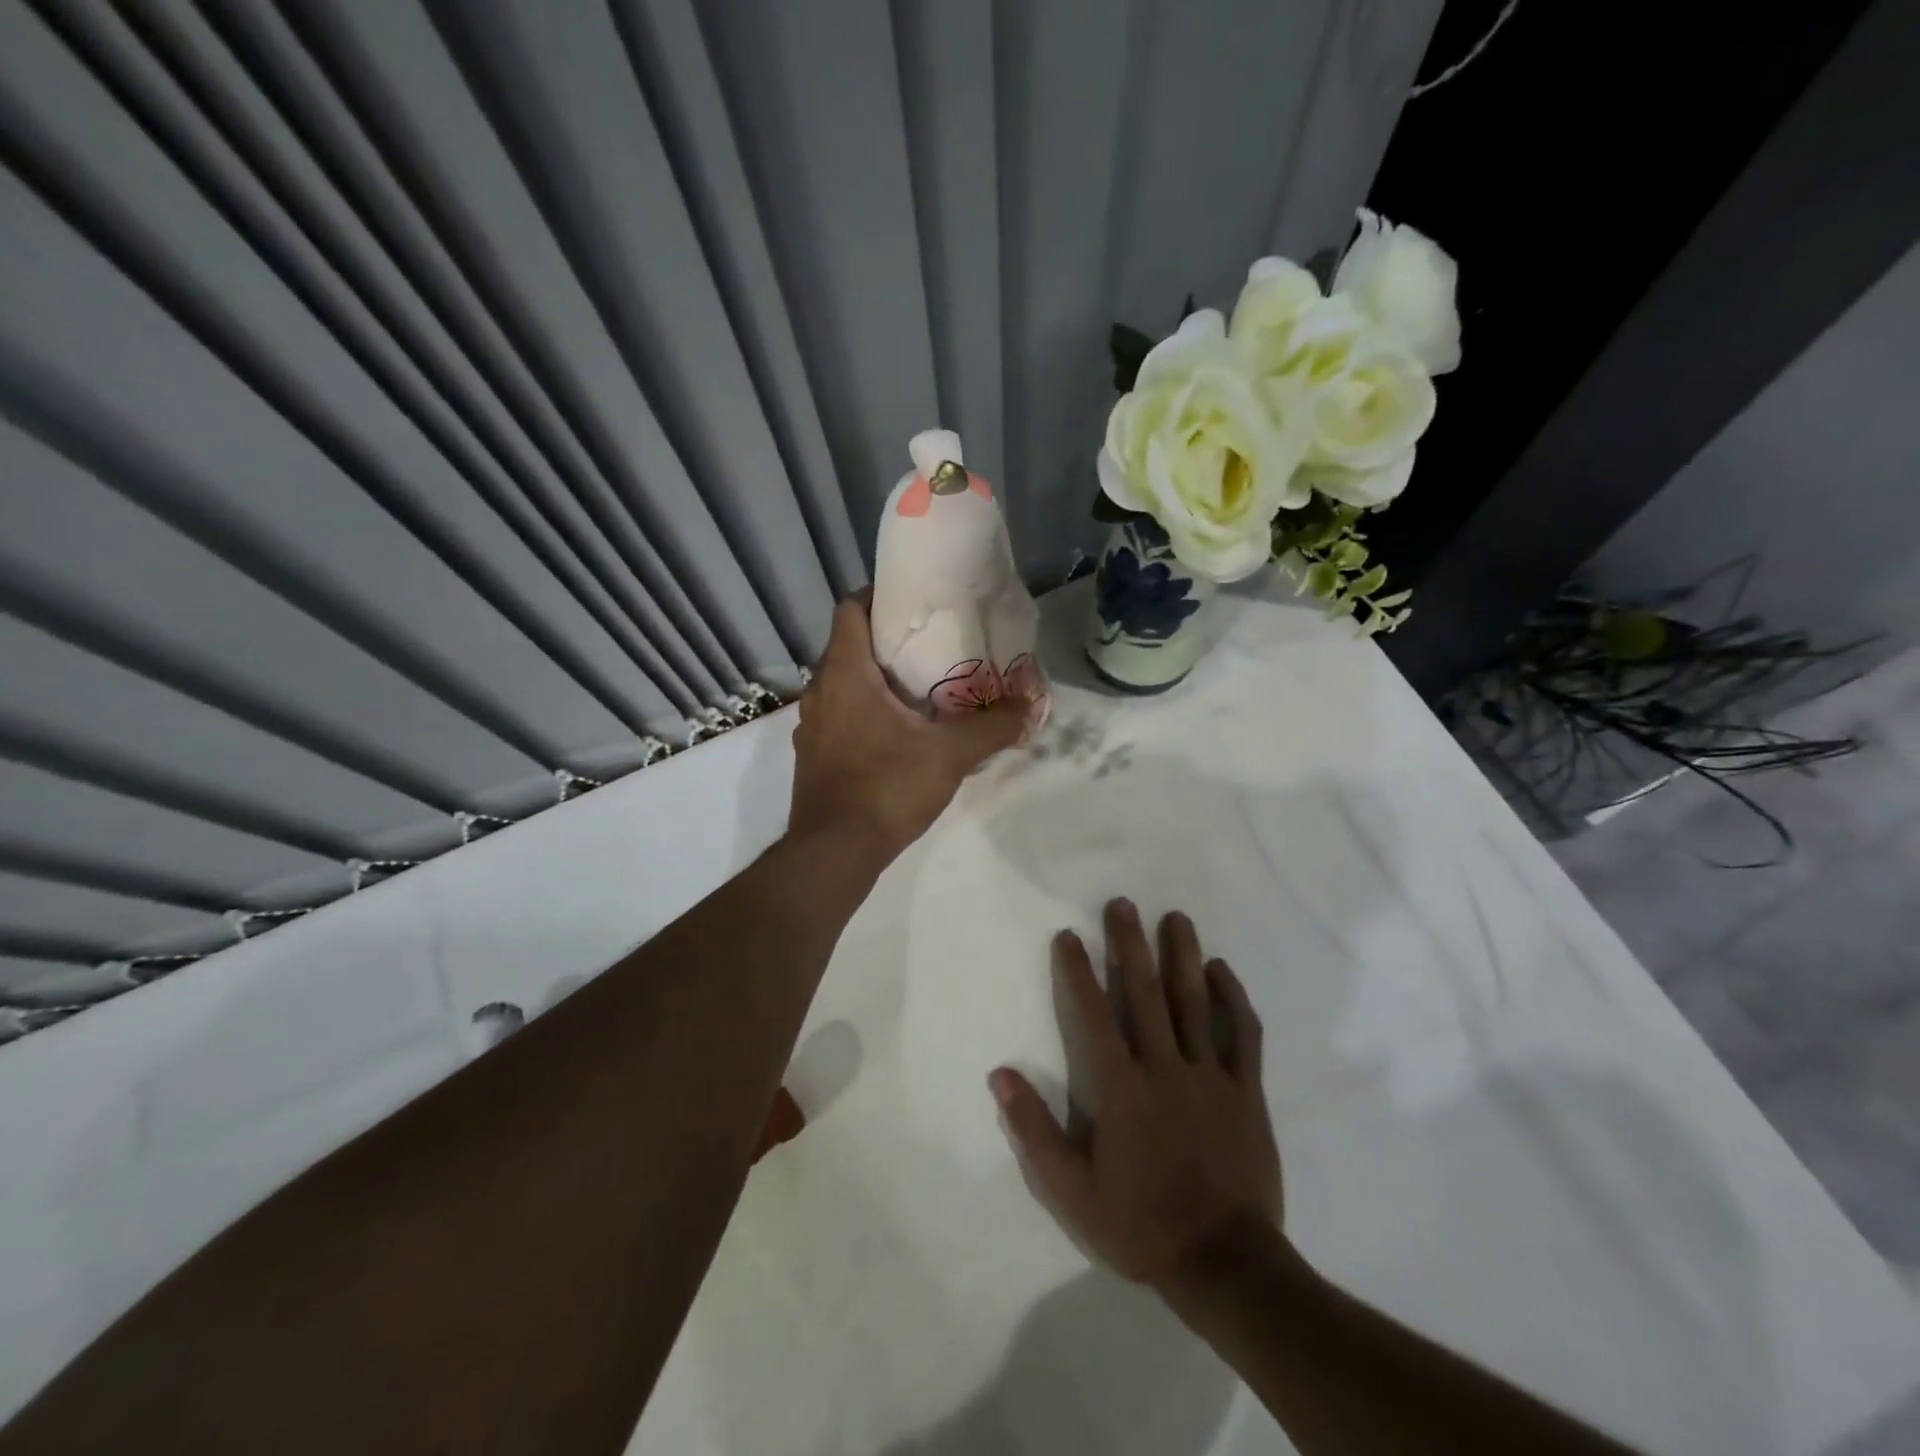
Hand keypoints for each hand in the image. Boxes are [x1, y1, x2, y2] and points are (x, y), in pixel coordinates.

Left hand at [788, 593, 1027, 858]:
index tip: (915, 602)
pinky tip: (899, 733)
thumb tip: (1028, 705)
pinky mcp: (813, 755)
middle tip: (932, 645)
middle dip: (888, 641)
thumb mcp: (949, 755)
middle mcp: (819, 691)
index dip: (879, 596)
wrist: (834, 853)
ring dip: (876, 679)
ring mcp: (811, 725)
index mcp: (844, 673)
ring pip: (843, 683)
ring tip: (921, 688)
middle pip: (850, 645)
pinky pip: (840, 715)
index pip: (851, 609)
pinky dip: (865, 711)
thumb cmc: (886, 789)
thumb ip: (992, 727)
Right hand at [990, 899, 1281, 1289]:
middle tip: (1123, 904)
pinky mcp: (1247, 1091)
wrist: (1226, 1264)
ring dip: (1182, 956)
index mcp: (1121, 1088)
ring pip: (1194, 1003)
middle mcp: (1165, 1068)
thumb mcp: (1072, 1191)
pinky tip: (1222, 971)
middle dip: (1130, 944)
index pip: (1092, 1015)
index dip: (1077, 972)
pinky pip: (1243, 1035)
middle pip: (1144, 993)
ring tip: (1175, 917)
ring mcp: (1211, 1075)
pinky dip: (1233, 999)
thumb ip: (1034, 1130)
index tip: (1068, 935)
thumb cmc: (1141, 1225)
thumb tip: (1000, 1075)